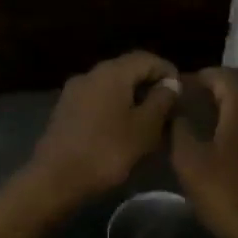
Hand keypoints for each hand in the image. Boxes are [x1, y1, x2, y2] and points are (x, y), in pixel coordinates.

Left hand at [27, 51, 179, 205]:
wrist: (56, 179)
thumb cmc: (107, 151)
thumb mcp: (144, 128)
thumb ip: (161, 101)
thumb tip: (170, 84)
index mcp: (112, 72)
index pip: (146, 58)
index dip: (167, 71)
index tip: (181, 94)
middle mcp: (90, 74)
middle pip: (127, 70)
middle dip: (149, 85)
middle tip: (168, 109)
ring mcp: (74, 91)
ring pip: (111, 86)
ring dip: (132, 98)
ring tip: (148, 122)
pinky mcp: (65, 110)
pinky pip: (96, 100)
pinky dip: (114, 108)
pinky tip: (122, 130)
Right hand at [168, 68, 237, 237]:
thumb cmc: (228, 193)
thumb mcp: (190, 161)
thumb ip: (179, 128)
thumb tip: (175, 110)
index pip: (219, 75)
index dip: (195, 79)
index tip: (174, 90)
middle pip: (237, 90)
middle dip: (212, 95)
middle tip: (185, 108)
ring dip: (227, 114)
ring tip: (201, 127)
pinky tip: (225, 147)